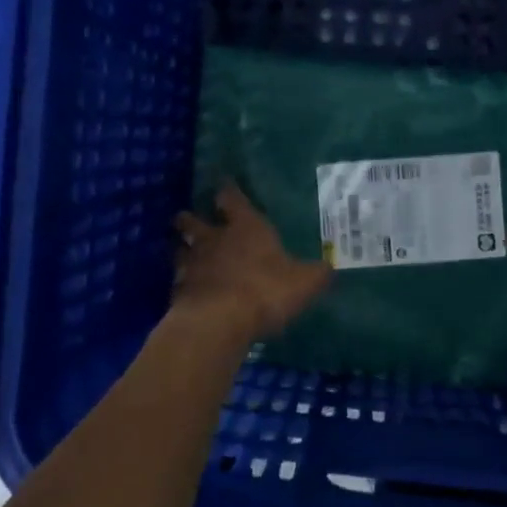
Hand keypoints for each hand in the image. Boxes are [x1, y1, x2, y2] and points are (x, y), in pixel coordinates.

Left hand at [174, 184, 331, 341]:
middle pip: (193, 221)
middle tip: (187, 217)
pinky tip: (184, 289)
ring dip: (181, 249)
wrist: (219, 321)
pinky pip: (177, 281)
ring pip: (179, 249)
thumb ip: (316, 274)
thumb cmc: (266, 290)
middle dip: (190, 218)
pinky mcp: (178, 291)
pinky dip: (180, 282)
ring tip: (182, 251)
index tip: (223, 185)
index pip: (232, 199)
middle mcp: (214, 239)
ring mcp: (192, 264)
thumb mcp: (304, 283)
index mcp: (246, 227)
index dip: (228, 192)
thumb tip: (330, 267)